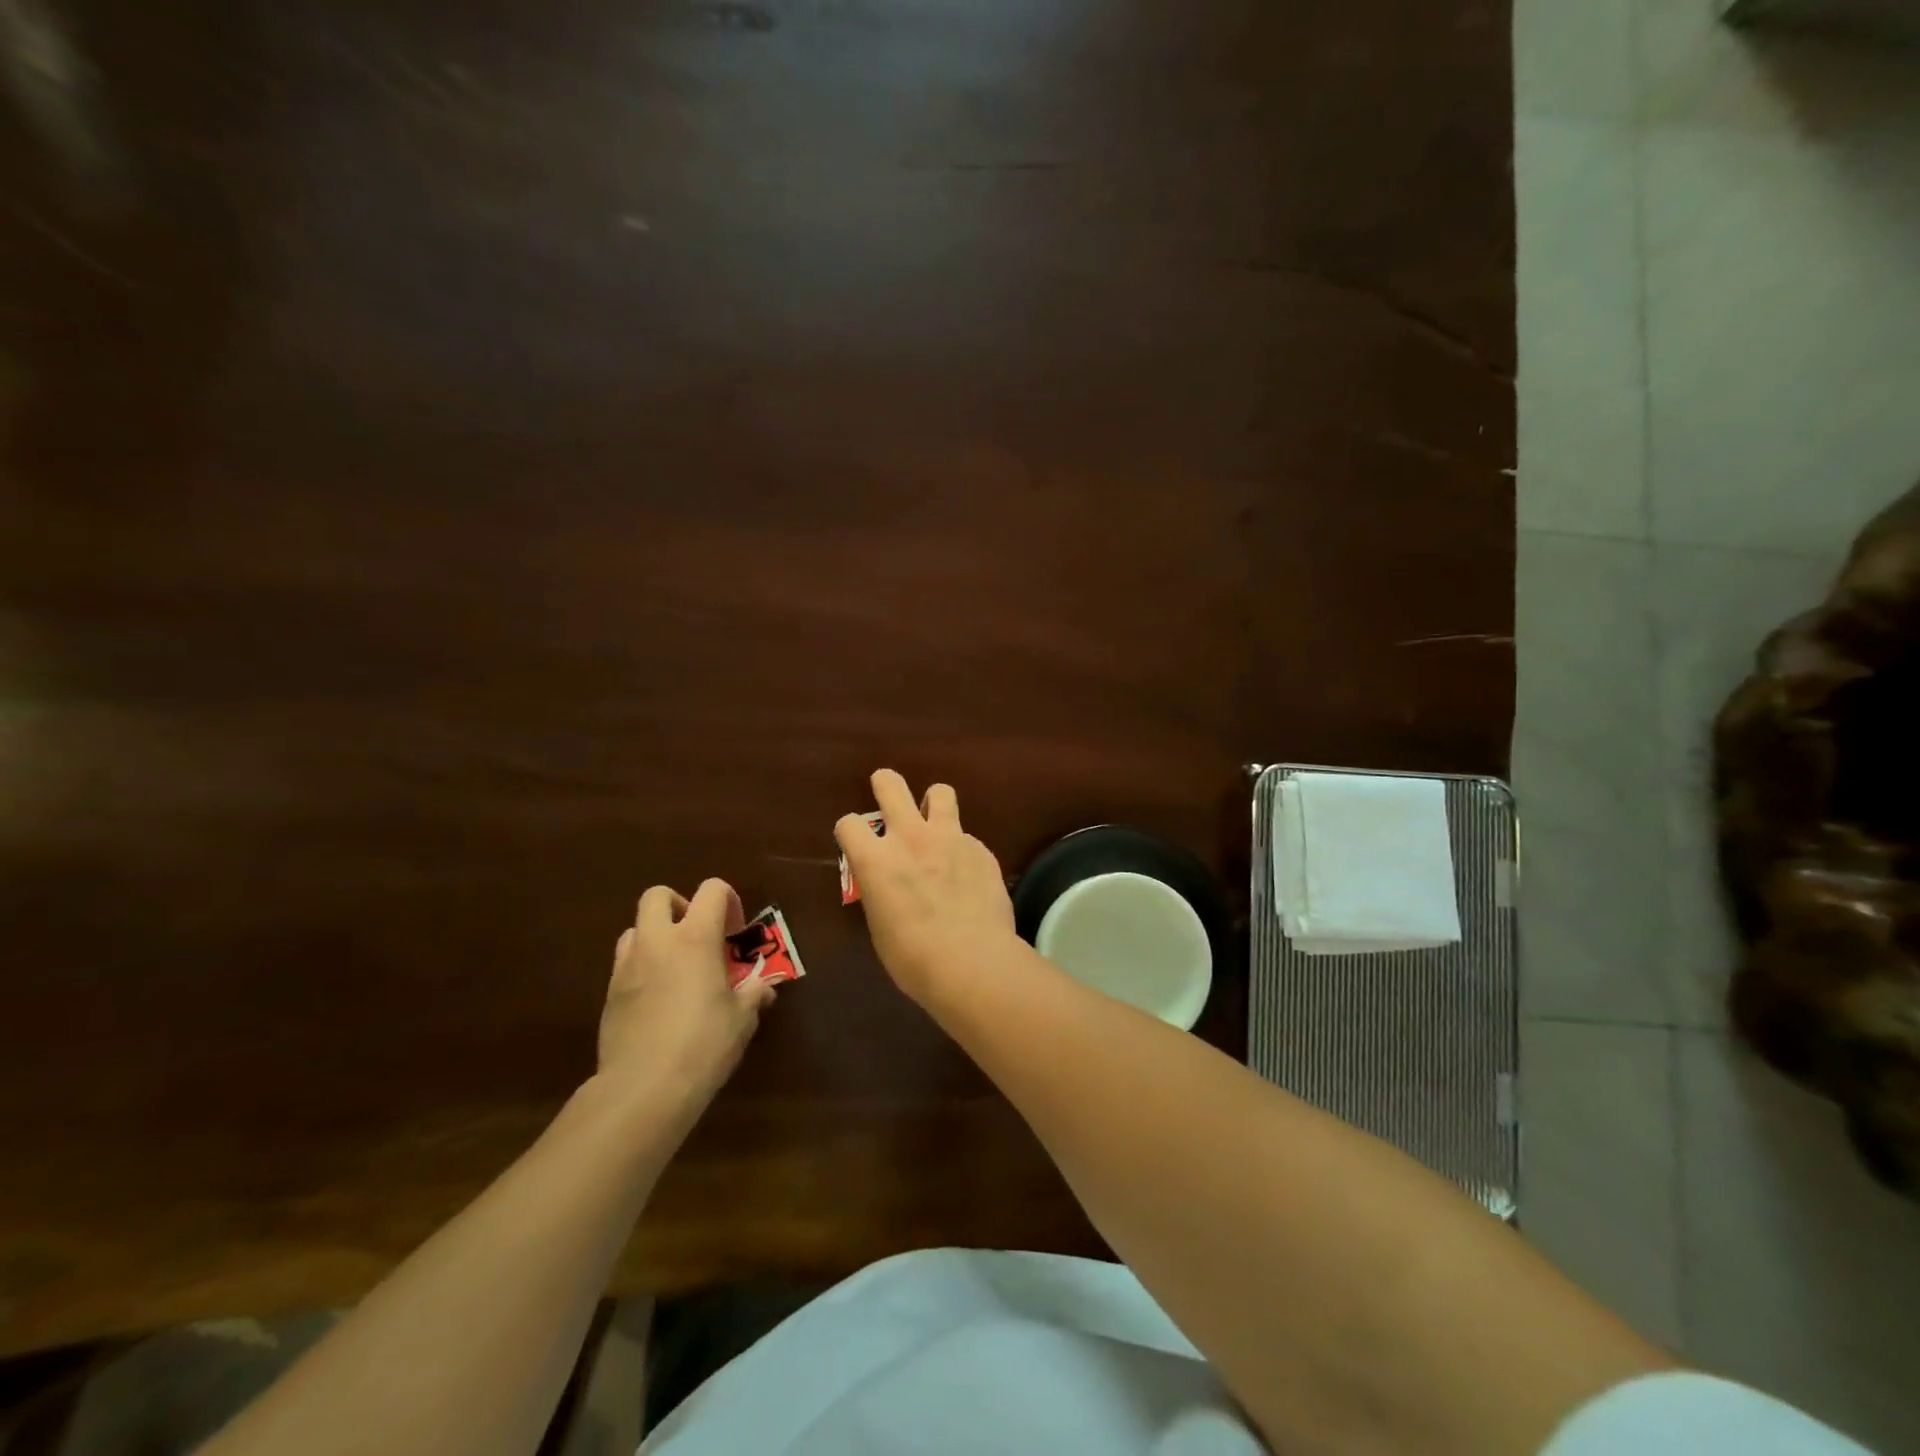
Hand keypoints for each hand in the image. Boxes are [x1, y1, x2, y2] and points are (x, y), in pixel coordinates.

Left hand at [599, 879, 776, 1103]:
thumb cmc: (703, 1044)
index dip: (728, 900)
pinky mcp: (609, 994)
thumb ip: (753, 995)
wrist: (643, 1088)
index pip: (711, 890)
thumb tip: (764, 989)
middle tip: (697, 935)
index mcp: (695, 938)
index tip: (735, 929)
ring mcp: (627, 966)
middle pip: (658, 895)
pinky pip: (625, 964)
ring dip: (656, 936)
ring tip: (675, 967)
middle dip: (679, 906)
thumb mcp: (741, 1019)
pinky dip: (642, 968)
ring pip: (635, 928)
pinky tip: (658, 999)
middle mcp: (657, 941)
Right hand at [835, 769, 1017, 1003]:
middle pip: (891, 785)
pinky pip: (967, 837)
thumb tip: (889, 886)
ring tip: (935, 822)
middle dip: (885, 783)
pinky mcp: (981, 849)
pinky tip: (968, 876)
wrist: (973, 962)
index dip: (850, 832)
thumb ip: (881, 892)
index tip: (856, 843)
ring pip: (940, 792)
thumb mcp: (881, 927)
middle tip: (886, 792)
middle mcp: (909, 838)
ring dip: (933, 803)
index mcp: (875, 861)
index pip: (848, 823)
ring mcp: (950, 838)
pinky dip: (962, 849)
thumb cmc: (914, 958)